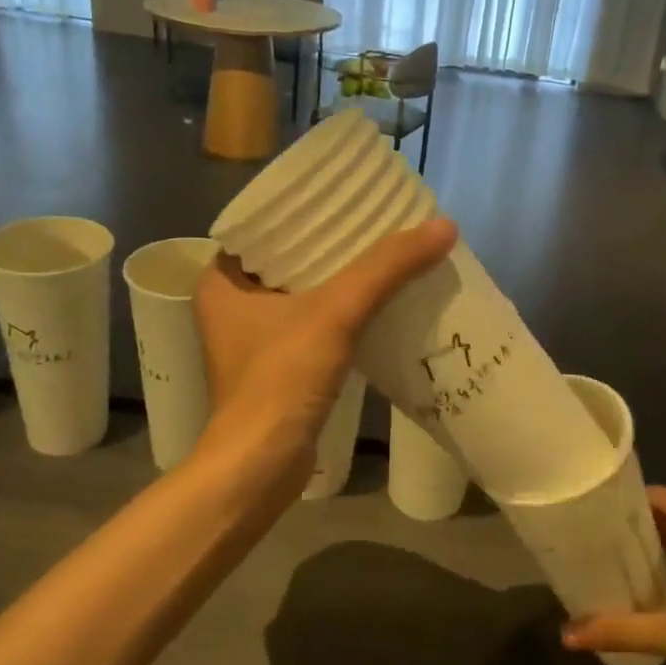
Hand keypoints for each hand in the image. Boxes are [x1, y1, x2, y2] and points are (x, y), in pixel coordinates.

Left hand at [193, 218, 457, 496]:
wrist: (261, 467)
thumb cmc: (281, 379)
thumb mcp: (335, 312)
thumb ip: (386, 268)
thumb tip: (444, 226)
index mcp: (222, 279)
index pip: (267, 226)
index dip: (308, 209)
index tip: (350, 196)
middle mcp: (231, 304)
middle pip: (290, 259)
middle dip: (334, 244)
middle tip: (379, 223)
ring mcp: (252, 339)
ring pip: (304, 292)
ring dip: (341, 279)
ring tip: (386, 255)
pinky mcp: (276, 368)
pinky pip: (312, 323)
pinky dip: (342, 312)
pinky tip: (378, 303)